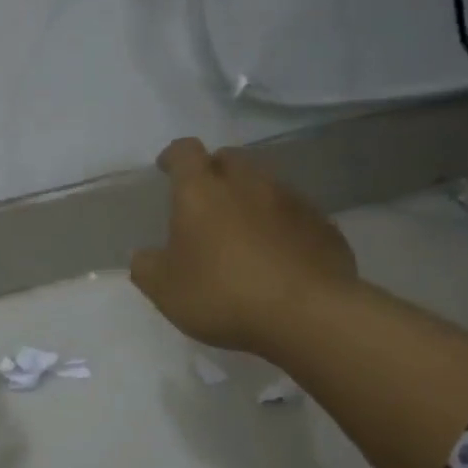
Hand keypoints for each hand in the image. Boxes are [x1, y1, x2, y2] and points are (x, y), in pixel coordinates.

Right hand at [129, 137, 357, 353]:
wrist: (306, 315)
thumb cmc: (222, 294)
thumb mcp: (164, 290)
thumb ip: (146, 267)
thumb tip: (144, 256)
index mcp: (202, 191)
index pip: (185, 152)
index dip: (174, 157)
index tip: (166, 168)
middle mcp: (248, 183)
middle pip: (230, 159)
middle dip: (215, 172)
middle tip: (205, 200)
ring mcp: (291, 201)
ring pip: (266, 185)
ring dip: (251, 199)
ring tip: (243, 232)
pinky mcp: (323, 226)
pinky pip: (295, 215)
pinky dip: (282, 226)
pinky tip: (278, 256)